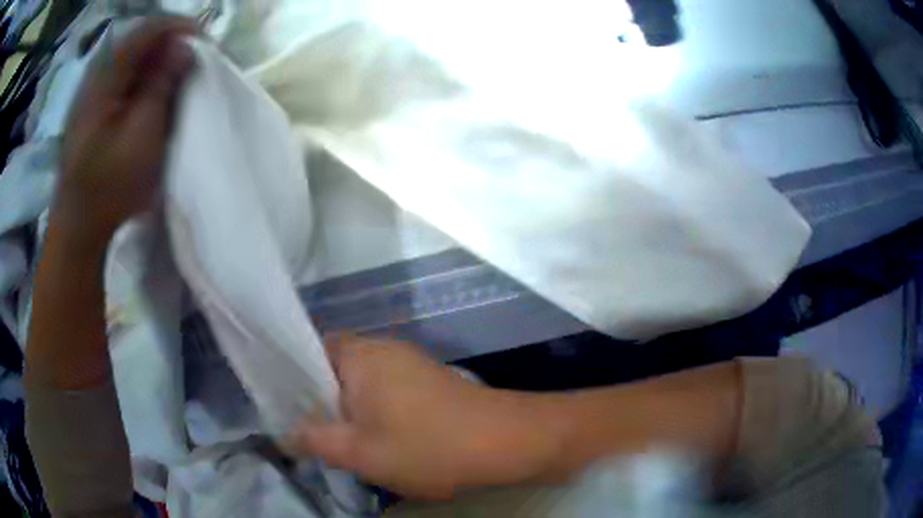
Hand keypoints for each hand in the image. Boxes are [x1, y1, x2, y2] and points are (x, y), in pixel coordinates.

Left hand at [56, 17, 196, 243]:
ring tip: (176, 75)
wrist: (78, 228)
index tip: (205, 42)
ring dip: (157, 60)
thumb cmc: (108, 188)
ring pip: (131, 57)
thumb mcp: (141, 136)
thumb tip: (185, 47)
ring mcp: (91, 92)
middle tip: (192, 60)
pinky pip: (122, 76)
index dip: (179, 28)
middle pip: (139, 40)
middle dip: (170, 43)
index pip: (147, 29)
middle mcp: (96, 75)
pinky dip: (142, 76)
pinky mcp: (92, 107)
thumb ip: (162, 86)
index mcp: (104, 78)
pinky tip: (151, 92)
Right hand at [287, 336, 562, 500]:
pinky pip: (387, 391)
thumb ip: (315, 440)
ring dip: (351, 411)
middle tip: (314, 433)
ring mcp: (410, 363)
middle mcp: (384, 348)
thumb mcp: (360, 452)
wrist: (505, 442)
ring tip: (344, 443)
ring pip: (362, 383)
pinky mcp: (429, 381)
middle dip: (322, 401)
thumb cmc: (426, 446)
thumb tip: (287, 434)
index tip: (286, 407)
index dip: (293, 377)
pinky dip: (377, 412)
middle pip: (336, 369)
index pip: (309, 350)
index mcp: (360, 354)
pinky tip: (382, 440)